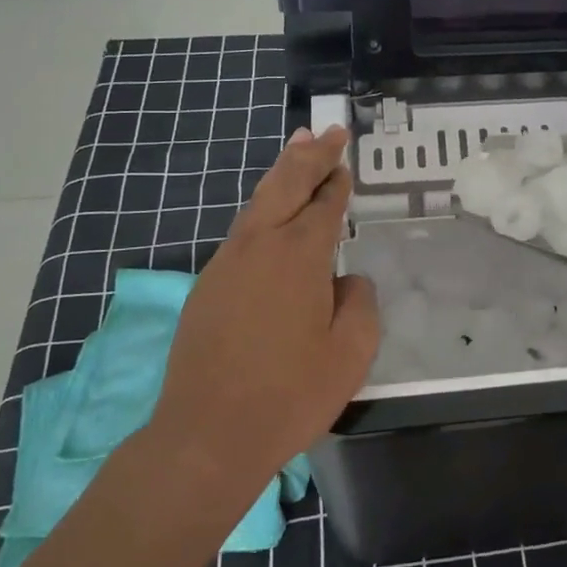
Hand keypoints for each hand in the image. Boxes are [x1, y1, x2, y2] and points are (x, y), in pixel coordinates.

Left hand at [146, 126, 377, 504]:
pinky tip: (268, 214)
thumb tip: (348, 283)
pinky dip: (262, 208)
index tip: (346, 161)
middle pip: (285, 184)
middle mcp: (260, 246)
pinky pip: (242, 231)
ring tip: (296, 149)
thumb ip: (360, 305)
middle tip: (327, 130)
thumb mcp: (351, 353)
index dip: (337, 180)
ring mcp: (227, 264)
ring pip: (257, 203)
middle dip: (309, 154)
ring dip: (281, 174)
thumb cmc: (290, 394)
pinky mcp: (206, 287)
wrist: (206, 436)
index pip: (324, 204)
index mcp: (300, 255)